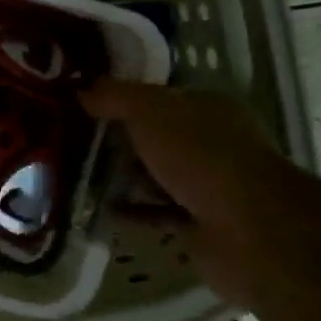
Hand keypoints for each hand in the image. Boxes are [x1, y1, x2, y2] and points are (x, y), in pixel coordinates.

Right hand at [80, 80, 293, 226]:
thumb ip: (115, 97)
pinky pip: (157, 213)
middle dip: (118, 139)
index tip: (81, 104)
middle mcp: (212, 144)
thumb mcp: (150, 112)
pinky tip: (98, 211)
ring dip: (123, 178)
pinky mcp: (201, 225)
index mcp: (207, 109)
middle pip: (157, 137)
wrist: (250, 231)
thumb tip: (81, 89)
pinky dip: (131, 212)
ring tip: (77, 176)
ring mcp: (209, 186)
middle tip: (70, 141)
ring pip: (157, 176)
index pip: (159, 98)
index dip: (122, 99)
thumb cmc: (201, 156)